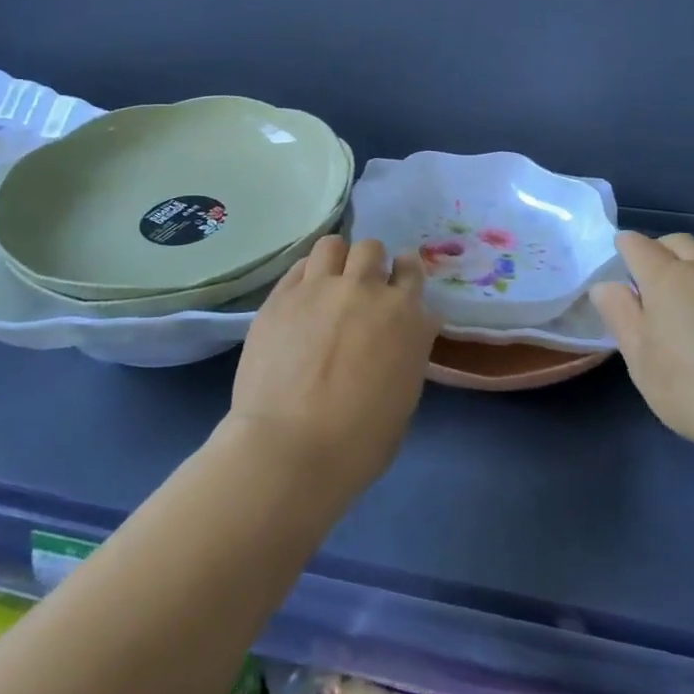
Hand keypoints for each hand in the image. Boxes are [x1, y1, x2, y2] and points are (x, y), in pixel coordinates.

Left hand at [226, 236, 440, 504]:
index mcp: (405, 316)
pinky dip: (307, 274)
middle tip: (361, 289)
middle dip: (370, 264)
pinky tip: (302, 295)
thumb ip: (407, 350)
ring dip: (337, 259)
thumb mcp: (404, 396)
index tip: (397, 285)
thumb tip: (405, 331)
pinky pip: (300, 265)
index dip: (404, 273)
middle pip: (372, 249)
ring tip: (329, 282)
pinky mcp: (282, 296)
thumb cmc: (359, 442)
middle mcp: (366, 289)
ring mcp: (320, 288)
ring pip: (333, 244)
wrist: (292, 448)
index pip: (412, 270)